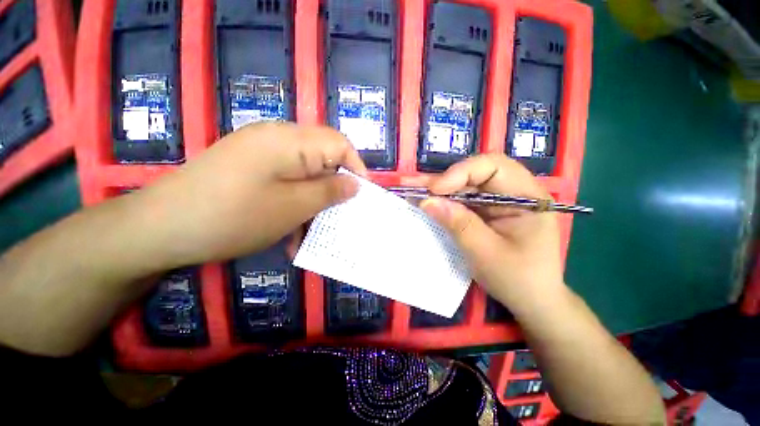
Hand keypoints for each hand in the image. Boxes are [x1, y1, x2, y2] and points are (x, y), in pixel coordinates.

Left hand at [132, 122, 366, 267]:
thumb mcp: (294, 206)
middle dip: (334, 188)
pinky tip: (288, 231)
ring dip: (312, 202)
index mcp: (290, 141)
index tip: (361, 195)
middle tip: (338, 216)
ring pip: (304, 174)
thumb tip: (355, 184)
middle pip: (322, 158)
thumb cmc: (234, 216)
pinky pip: (285, 182)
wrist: (160, 228)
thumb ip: (330, 191)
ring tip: (310, 232)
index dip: (356, 168)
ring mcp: (261, 153)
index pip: (339, 143)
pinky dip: (293, 204)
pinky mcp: (250, 168)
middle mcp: (277, 139)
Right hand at [417, 154, 563, 309]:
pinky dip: (443, 201)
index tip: (435, 190)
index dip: (462, 173)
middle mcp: (514, 192)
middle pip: (476, 173)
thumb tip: (427, 201)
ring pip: (465, 185)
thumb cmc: (517, 279)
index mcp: (527, 197)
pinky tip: (426, 200)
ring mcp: (499, 201)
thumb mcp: (486, 253)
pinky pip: (463, 199)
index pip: (494, 167)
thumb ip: (458, 224)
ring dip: (438, 189)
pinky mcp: (487, 211)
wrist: (531, 299)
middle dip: (443, 180)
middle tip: (413, 184)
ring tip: (413, 189)